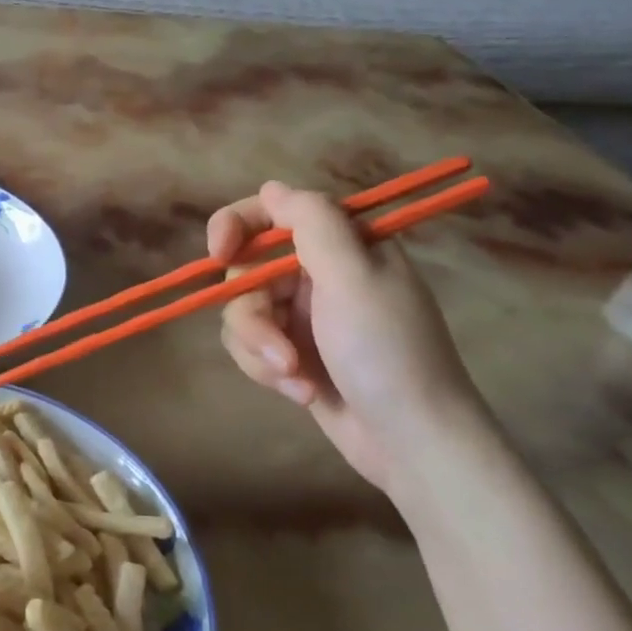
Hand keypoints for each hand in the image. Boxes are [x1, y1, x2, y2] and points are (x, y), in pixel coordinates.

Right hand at [207, 183, 483, 489]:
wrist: (413, 443)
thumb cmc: (387, 352)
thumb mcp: (352, 277)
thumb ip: (311, 222)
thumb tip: (272, 187)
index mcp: (342, 245)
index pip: (273, 212)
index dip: (237, 226)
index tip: (219, 253)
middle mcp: (320, 273)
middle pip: (247, 271)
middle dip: (255, 315)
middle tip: (278, 348)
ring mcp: (305, 315)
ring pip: (243, 312)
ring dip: (262, 348)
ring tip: (295, 378)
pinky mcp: (293, 352)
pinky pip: (251, 346)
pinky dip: (268, 369)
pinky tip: (302, 393)